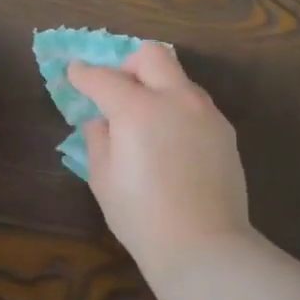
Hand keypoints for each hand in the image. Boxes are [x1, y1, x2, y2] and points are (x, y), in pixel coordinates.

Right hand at [67, 43, 251, 277]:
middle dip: (128, 65)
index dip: (83, 74)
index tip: (74, 72)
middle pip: (152, 56)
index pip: (103, 78)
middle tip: (116, 91)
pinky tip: (171, 142)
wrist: (202, 243)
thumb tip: (102, 121)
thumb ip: (98, 139)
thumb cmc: (140, 215)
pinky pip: (196, 104)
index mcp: (137, 109)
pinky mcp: (225, 131)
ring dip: (157, 86)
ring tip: (146, 121)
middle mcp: (175, 99)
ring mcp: (205, 112)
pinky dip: (177, 109)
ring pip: (179, 78)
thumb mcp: (103, 178)